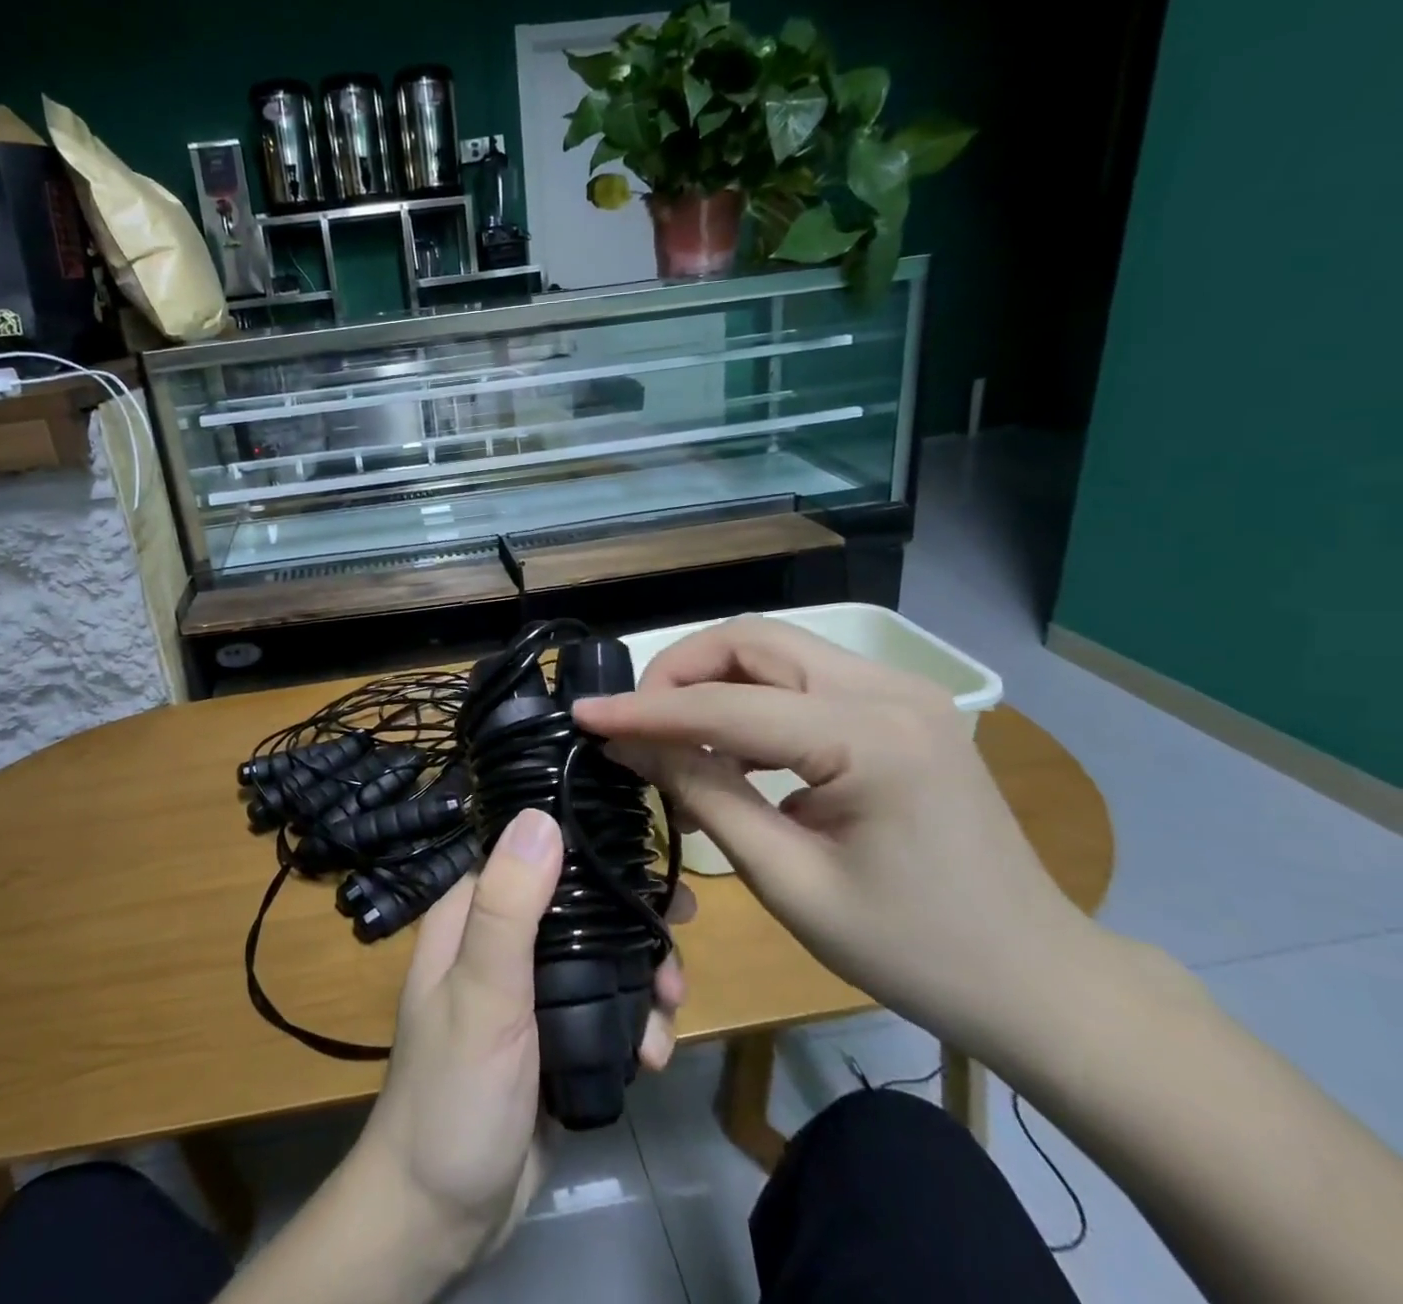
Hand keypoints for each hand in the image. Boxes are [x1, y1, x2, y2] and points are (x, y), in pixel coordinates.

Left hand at [355, 807, 689, 1268]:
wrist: (443, 1216)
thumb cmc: (454, 1093)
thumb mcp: (481, 993)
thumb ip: (509, 906)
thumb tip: (542, 815)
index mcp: (471, 914)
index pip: (531, 852)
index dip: (588, 848)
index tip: (647, 860)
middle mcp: (501, 942)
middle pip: (579, 906)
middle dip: (632, 921)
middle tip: (679, 939)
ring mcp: (530, 992)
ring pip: (599, 957)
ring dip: (643, 976)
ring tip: (670, 1007)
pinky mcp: (556, 1036)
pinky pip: (605, 1008)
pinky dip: (636, 1022)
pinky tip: (653, 1054)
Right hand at [574, 618, 1093, 1056]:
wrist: (1037, 979)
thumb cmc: (913, 950)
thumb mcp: (789, 881)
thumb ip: (703, 796)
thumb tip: (630, 746)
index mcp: (870, 738)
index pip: (727, 706)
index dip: (645, 709)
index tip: (583, 713)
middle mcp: (889, 689)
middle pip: (753, 641)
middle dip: (680, 672)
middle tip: (636, 721)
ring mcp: (901, 690)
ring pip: (775, 650)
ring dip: (712, 682)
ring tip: (676, 743)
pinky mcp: (900, 705)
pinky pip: (802, 679)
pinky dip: (750, 701)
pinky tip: (731, 753)